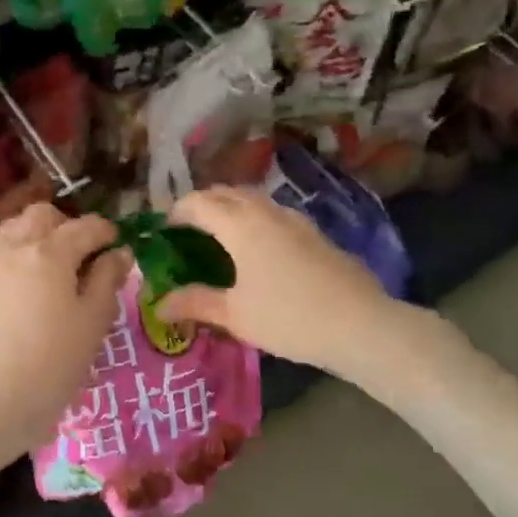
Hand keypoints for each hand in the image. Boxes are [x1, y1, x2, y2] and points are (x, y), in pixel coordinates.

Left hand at [0, 204, 133, 454]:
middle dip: (68, 225)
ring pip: (17, 228)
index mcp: (50, 251)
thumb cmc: (54, 362)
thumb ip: (107, 279)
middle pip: (44, 215)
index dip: (107, 232)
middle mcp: (17, 247)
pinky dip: (21, 254)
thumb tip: (119, 253)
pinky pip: (2, 252)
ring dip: (40, 235)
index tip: (119, 247)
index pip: (86, 226)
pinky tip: (33, 286)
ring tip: (57, 268)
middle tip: (85, 255)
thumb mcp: (94, 320)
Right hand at [159, 186, 397, 371]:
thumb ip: (195, 303)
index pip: (198, 202)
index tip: (166, 229)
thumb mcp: (235, 315)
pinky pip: (274, 212)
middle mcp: (265, 211)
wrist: (359, 324)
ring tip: (221, 235)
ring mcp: (295, 219)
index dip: (177, 211)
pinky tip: (260, 248)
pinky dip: (255, 218)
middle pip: (226, 192)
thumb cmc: (288, 317)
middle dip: (203, 204)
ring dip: (231, 207)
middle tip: (189, 229)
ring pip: (253, 199)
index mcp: (239, 225)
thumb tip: (158, 305)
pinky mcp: (315, 231)